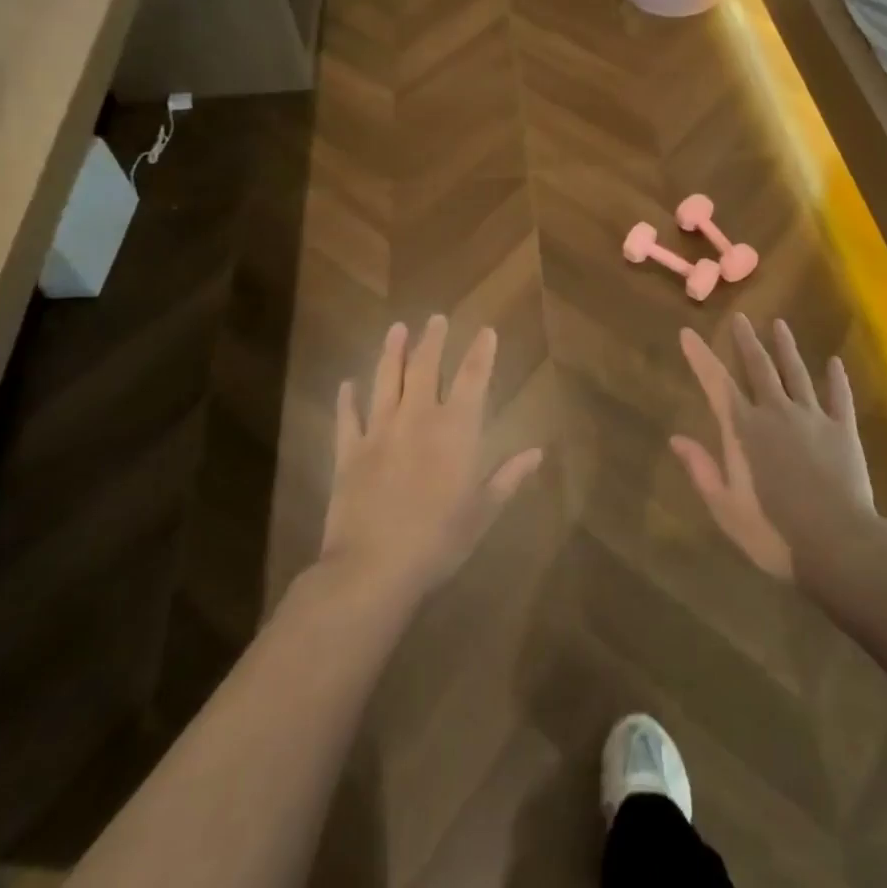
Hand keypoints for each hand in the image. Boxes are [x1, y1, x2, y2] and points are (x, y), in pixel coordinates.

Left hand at [321, 317, 544, 595]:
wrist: (373, 569)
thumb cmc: (438, 541)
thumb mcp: (483, 512)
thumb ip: (509, 477)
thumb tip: (538, 452)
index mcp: (456, 430)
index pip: (474, 378)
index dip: (481, 352)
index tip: (486, 331)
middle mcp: (418, 418)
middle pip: (426, 367)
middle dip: (433, 340)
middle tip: (436, 318)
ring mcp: (380, 431)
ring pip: (387, 380)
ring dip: (392, 353)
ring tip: (396, 329)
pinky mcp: (349, 452)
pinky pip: (348, 417)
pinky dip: (348, 399)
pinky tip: (348, 384)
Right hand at [673, 314, 874, 581]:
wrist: (837, 544)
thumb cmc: (773, 532)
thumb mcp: (725, 507)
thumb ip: (702, 469)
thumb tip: (676, 438)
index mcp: (744, 430)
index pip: (716, 383)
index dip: (700, 356)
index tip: (687, 332)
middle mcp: (776, 412)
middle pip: (759, 367)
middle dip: (746, 341)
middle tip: (740, 317)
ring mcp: (812, 418)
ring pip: (797, 373)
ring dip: (787, 348)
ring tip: (780, 324)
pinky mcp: (843, 430)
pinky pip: (839, 397)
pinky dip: (837, 379)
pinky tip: (836, 363)